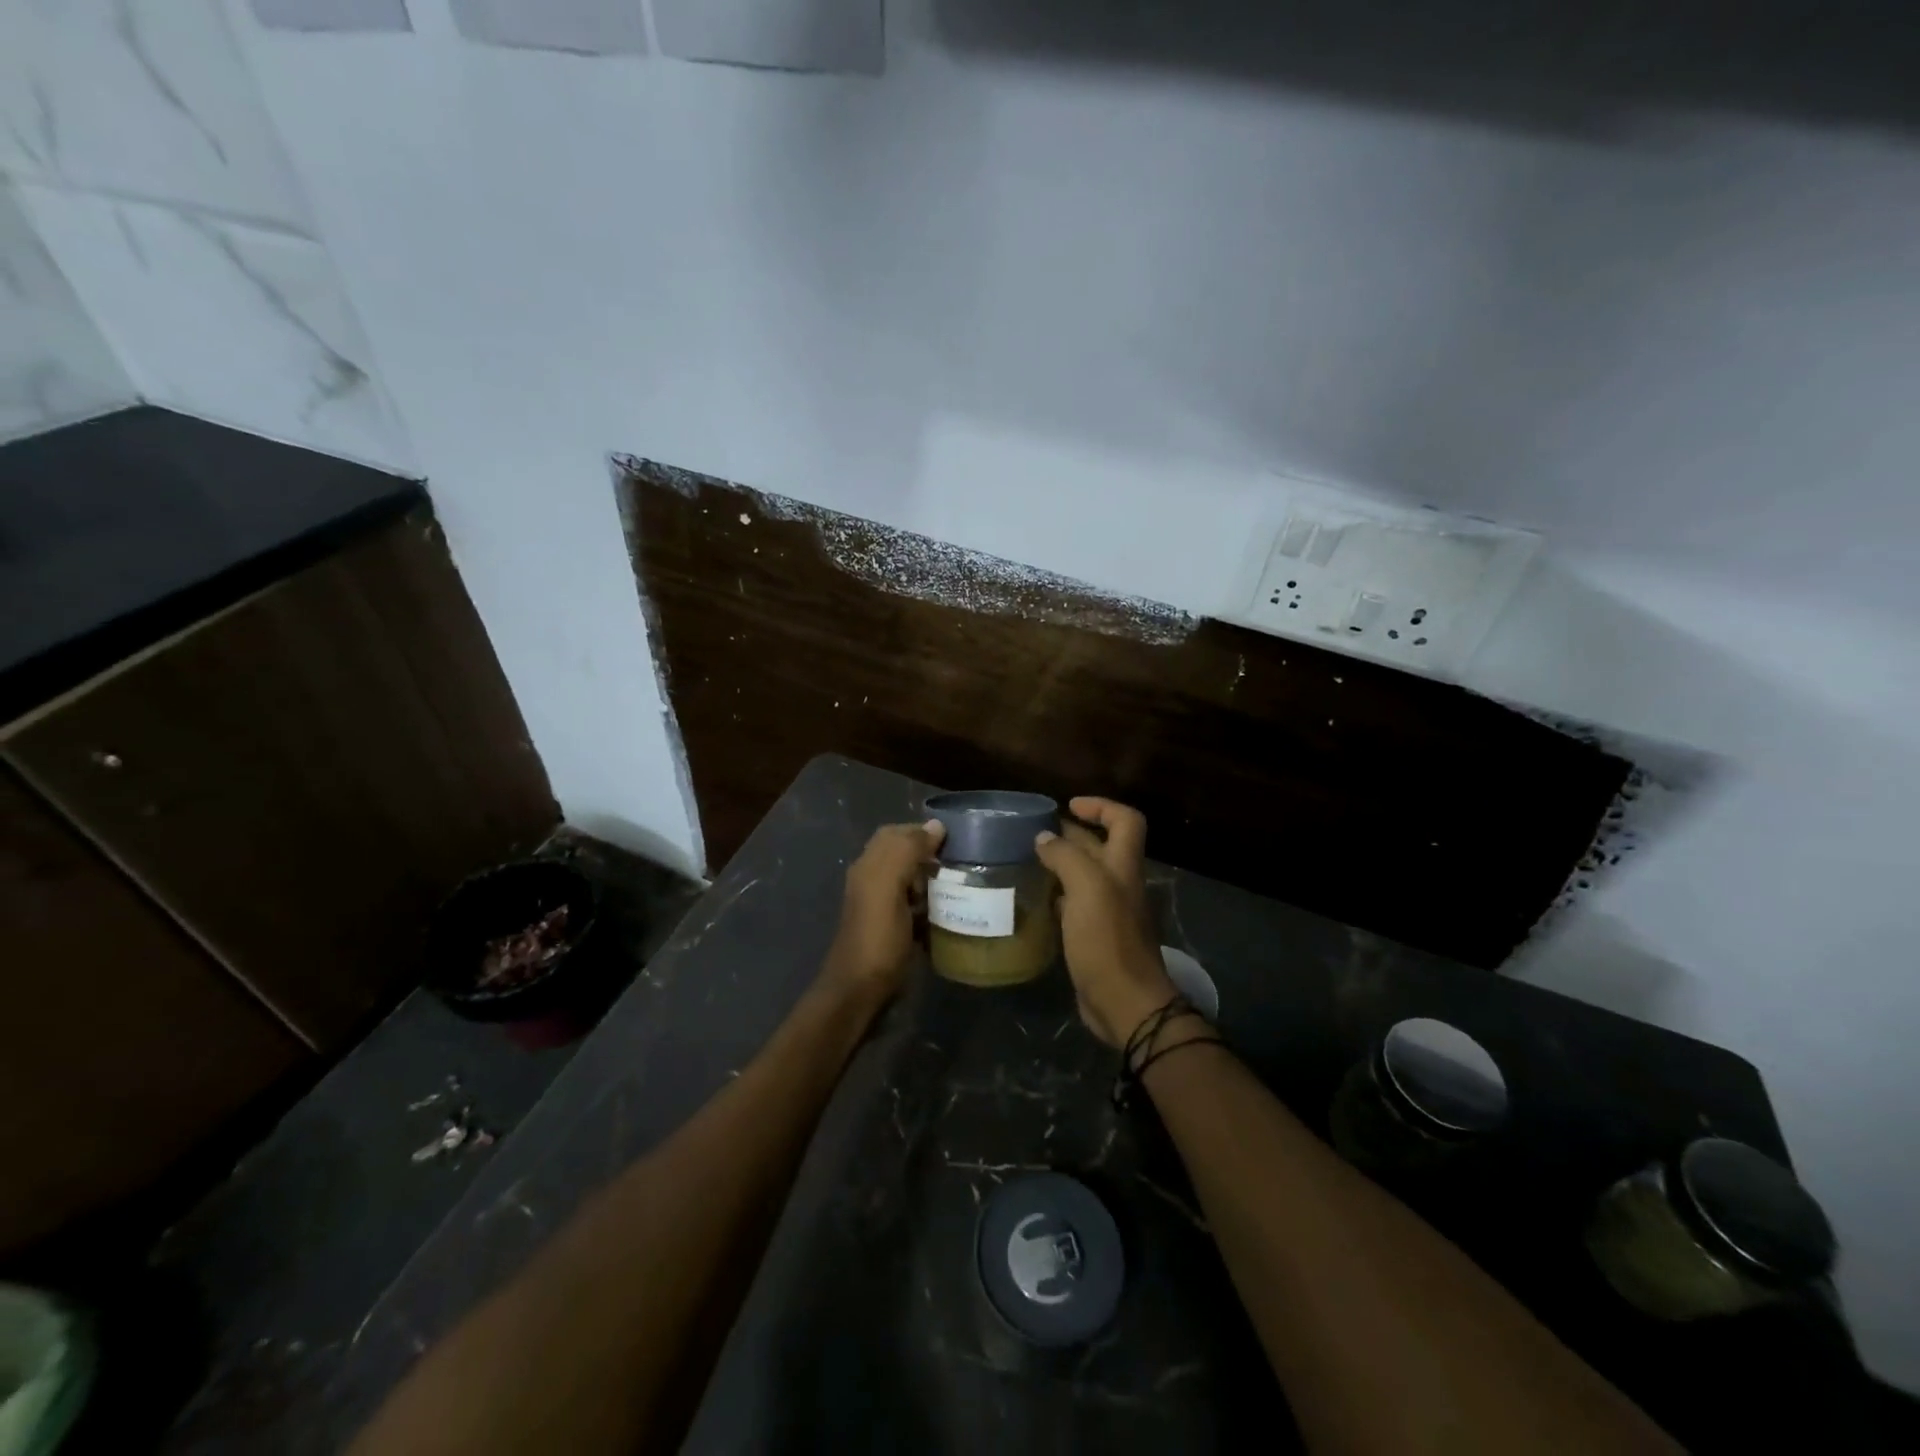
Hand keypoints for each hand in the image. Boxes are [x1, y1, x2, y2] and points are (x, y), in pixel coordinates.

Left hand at [823, 820, 944, 1002]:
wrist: (860, 990)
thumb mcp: (889, 887)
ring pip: (913, 880)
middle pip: (905, 856)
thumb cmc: (877, 937)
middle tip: (961, 863)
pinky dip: (932, 905)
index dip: (923, 831)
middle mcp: (873, 880)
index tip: (955, 840)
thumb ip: (908, 851)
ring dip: (934, 880)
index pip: (896, 833)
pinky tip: (950, 911)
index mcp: (870, 865)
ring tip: (962, 885)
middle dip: (931, 855)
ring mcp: (883, 906)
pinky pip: (917, 906)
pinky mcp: (895, 928)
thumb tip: (936, 825)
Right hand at [1034, 798, 1178, 1048]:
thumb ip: (1065, 857)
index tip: (1068, 806)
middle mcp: (1119, 884)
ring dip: (1060, 865)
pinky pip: (1074, 905)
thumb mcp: (1087, 888)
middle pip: (1100, 847)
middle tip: (1033, 833)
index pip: (1125, 821)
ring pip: (1084, 876)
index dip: (1101, 807)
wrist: (1123, 1001)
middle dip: (1071, 834)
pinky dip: (1056, 896)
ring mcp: (1107, 911)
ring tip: (1026, 860)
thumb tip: (1044, 838)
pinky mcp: (1093, 936)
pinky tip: (1034, 898)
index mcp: (1123, 866)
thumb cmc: (1107, 939)